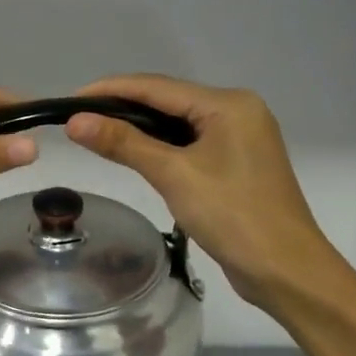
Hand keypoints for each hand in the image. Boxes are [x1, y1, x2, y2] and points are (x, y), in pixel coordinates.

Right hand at [65, 75, 337, 310]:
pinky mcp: (236, 163)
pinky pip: (188, 143)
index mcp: (228, 104)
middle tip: (77, 120)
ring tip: (96, 134)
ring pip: (177, 122)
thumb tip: (75, 121)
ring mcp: (239, 138)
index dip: (110, 90)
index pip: (157, 87)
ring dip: (138, 127)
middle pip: (167, 100)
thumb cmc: (232, 216)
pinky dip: (159, 146)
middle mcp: (237, 112)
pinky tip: (134, 154)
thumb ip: (124, 143)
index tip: (69, 100)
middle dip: (121, 107)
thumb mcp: (173, 175)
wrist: (285, 269)